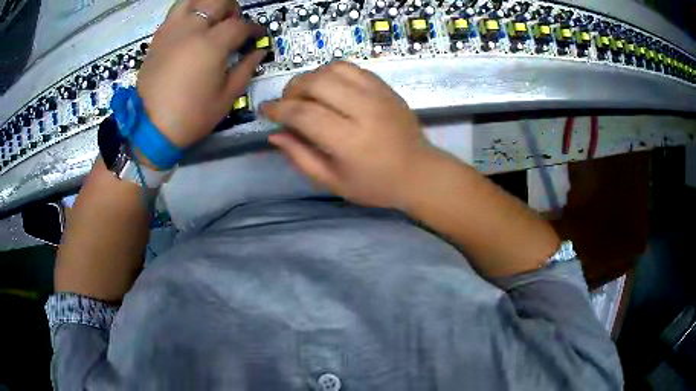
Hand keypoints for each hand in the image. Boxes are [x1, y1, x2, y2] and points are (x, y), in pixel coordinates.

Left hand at [136, 0, 265, 148]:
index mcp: (212, 44)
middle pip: (218, 1)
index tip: (257, 35)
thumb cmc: (191, 116)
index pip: (240, 25)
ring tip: (210, 18)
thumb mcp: (226, 97)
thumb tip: (259, 52)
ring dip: (207, 4)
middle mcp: (192, 29)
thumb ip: (246, 69)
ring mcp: (172, 30)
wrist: (150, 128)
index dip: (253, 29)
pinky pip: (175, 13)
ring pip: (193, 0)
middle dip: (232, 9)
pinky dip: (187, 13)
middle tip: (233, 24)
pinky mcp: (157, 38)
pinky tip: (190, 27)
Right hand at [260, 61, 440, 208]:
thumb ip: (301, 157)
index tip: (265, 111)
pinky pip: (351, 68)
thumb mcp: (333, 182)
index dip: (278, 110)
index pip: (304, 114)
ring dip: (310, 77)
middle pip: (316, 83)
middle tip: (286, 103)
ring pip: (332, 69)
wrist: (419, 172)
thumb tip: (275, 135)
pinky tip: (327, 87)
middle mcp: (364, 111)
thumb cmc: (375, 185)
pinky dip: (331, 72)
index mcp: (350, 141)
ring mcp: (378, 95)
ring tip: (304, 94)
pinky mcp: (385, 87)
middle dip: (292, 89)